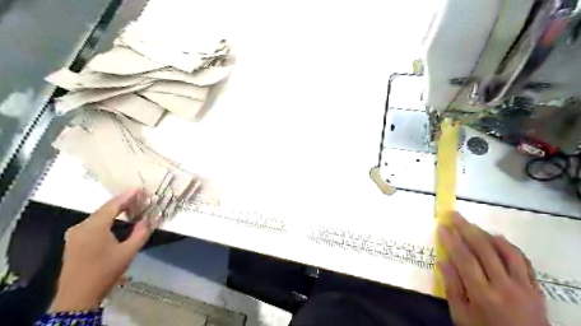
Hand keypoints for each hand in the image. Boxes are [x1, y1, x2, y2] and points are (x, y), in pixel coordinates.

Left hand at [50, 190, 149, 311]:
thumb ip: (140, 233)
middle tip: (139, 197)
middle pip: (104, 209)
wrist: (77, 296)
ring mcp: (75, 234)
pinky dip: (107, 218)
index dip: (127, 196)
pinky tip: (117, 220)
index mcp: (94, 227)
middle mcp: (81, 226)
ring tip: (132, 207)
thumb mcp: (128, 252)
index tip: (139, 188)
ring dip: (115, 210)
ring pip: (99, 216)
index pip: (112, 205)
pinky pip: (93, 223)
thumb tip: (148, 219)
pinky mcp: (74, 241)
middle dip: (122, 202)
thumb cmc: (105, 272)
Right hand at [441, 213, 549, 325]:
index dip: (451, 240)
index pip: (464, 259)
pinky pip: (525, 262)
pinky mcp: (536, 289)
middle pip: (484, 250)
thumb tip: (443, 261)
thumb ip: (452, 288)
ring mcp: (524, 287)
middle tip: (454, 215)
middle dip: (467, 229)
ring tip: (474, 225)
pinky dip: (510, 247)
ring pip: (507, 252)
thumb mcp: (461, 316)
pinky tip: (499, 239)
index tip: (441, 226)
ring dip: (488, 234)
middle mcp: (505, 287)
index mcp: (482, 295)